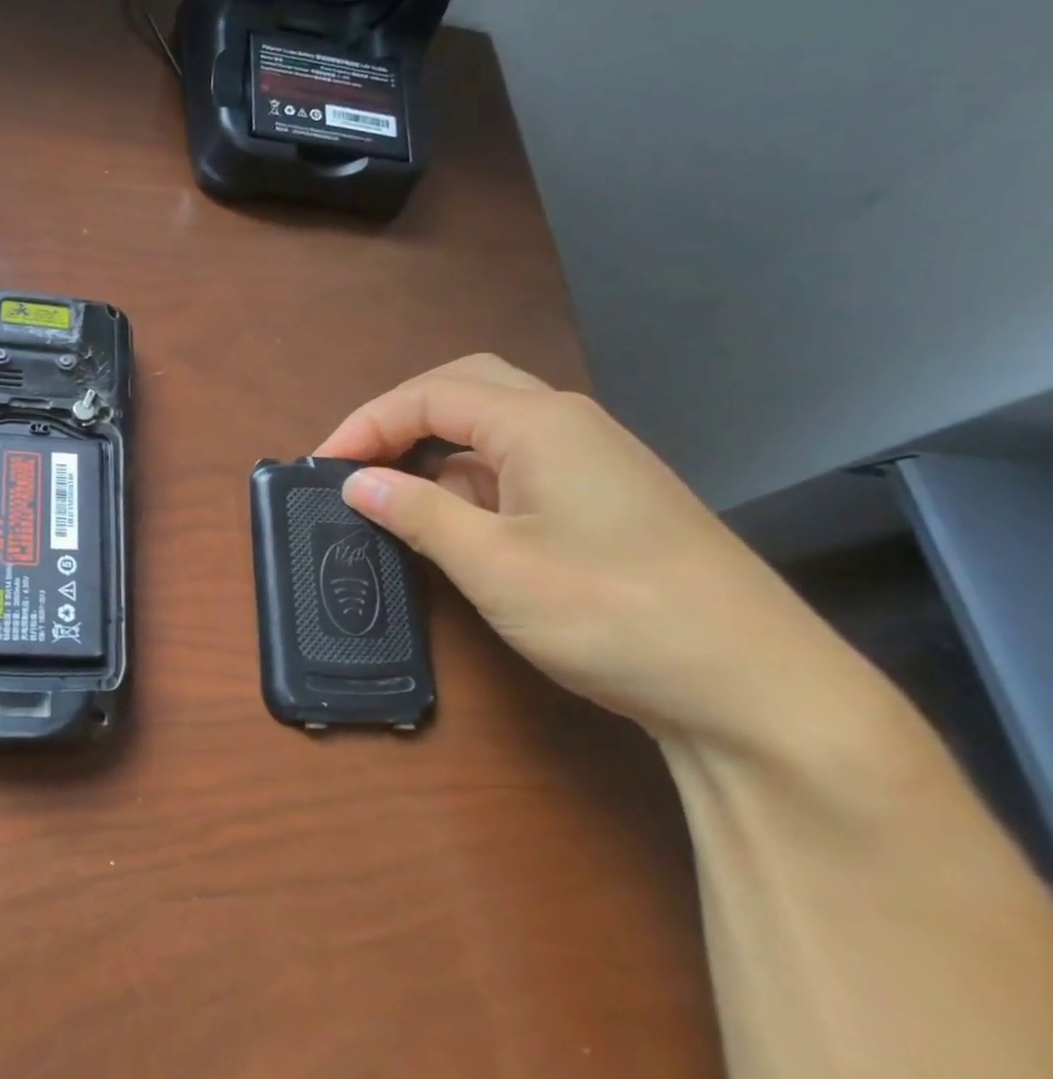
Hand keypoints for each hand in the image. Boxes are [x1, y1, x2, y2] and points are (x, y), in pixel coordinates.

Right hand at [317, 355, 867, 750]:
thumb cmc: (614, 614)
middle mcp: (568, 424)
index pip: (429, 396)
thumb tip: (357, 483)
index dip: (365, 425)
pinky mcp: (604, 498)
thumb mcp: (495, 566)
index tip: (321, 469)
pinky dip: (468, 478)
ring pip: (491, 427)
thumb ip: (418, 513)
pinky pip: (517, 465)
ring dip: (433, 447)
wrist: (758, 690)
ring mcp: (592, 460)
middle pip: (463, 388)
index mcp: (540, 423)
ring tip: (391, 491)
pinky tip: (453, 519)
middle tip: (356, 460)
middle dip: (399, 417)